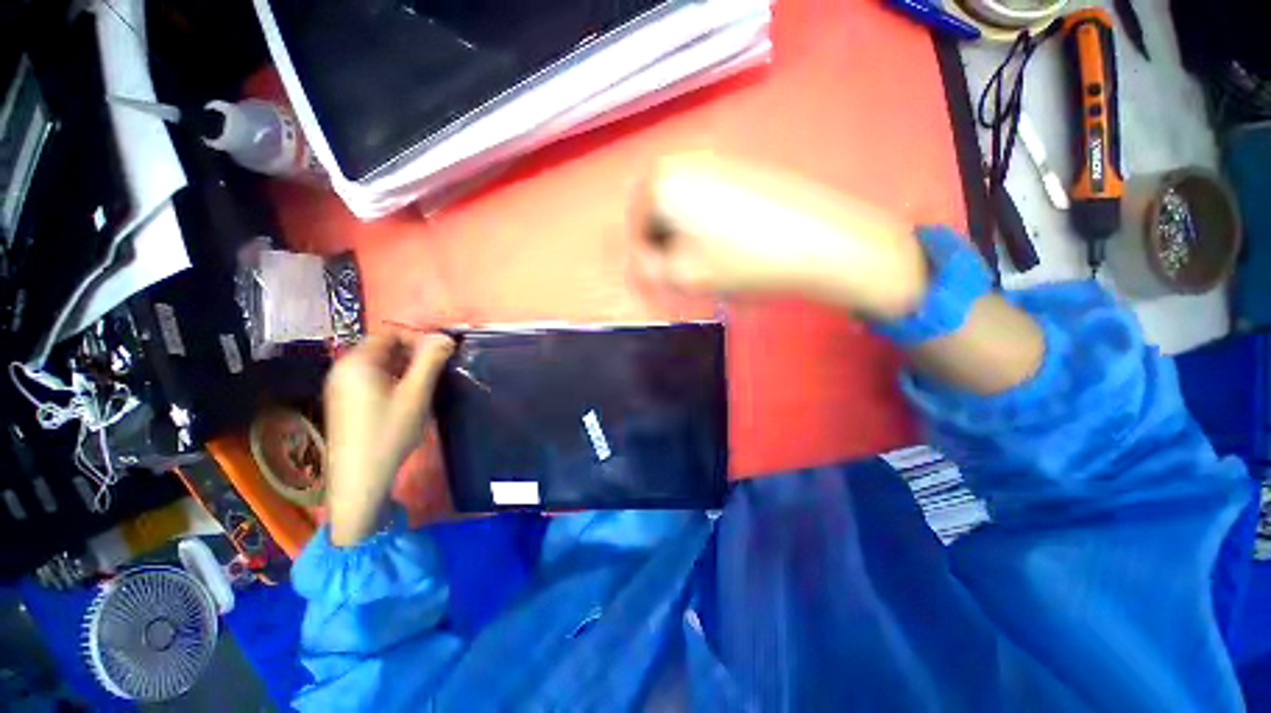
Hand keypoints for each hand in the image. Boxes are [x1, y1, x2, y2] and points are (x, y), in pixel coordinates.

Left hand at [323, 330, 454, 545]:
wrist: (360, 477)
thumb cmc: (389, 432)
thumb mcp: (416, 394)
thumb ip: (431, 361)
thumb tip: (445, 336)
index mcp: (358, 362)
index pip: (390, 332)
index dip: (418, 335)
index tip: (442, 349)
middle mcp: (345, 369)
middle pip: (384, 347)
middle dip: (414, 351)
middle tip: (439, 366)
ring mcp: (343, 386)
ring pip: (381, 363)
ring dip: (407, 366)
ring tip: (428, 382)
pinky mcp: (347, 401)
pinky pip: (374, 378)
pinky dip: (395, 378)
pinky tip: (409, 396)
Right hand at [632, 154, 928, 320]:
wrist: (817, 241)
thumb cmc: (742, 261)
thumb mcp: (682, 276)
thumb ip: (648, 269)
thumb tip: (642, 260)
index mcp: (660, 183)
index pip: (636, 232)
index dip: (650, 262)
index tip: (670, 280)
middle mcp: (682, 162)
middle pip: (657, 218)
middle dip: (667, 248)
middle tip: (689, 272)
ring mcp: (713, 162)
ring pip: (682, 212)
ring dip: (687, 240)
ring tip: (713, 262)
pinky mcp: (738, 170)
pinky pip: (706, 204)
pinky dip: (708, 227)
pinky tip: (731, 245)